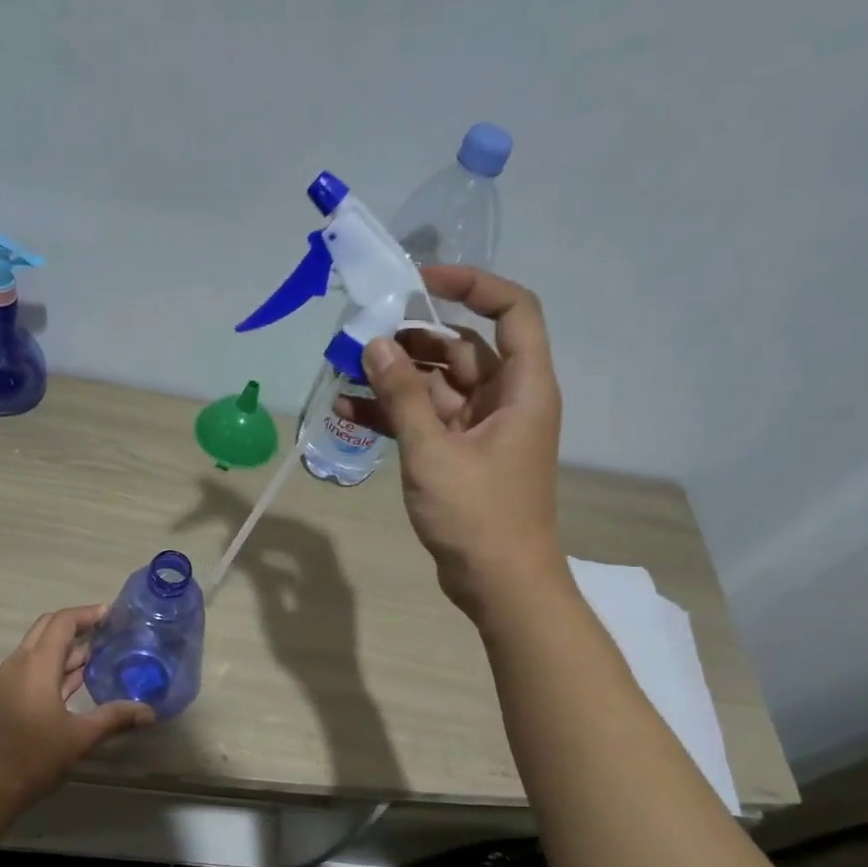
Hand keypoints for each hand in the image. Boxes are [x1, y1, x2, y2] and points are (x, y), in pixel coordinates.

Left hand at [0, 605, 153, 808]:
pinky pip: (32, 667)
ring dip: (65, 646)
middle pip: (46, 628)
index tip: (112, 614)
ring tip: (99, 653)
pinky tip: (77, 680)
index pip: (62, 622)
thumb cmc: (34, 756)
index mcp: (36, 665)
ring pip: (38, 648)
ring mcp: (9, 680)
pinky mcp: (6, 696)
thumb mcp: (80, 737)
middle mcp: (19, 664)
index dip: (87, 614)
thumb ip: (115, 718)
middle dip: (76, 624)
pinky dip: (55, 665)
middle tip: (106, 629)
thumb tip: (149, 711)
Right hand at [334, 266, 565, 621]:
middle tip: (361, 336)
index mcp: (522, 388)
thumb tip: (375, 346)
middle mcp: (506, 400)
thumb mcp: (434, 452)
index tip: (420, 281)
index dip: (471, 284)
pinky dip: (394, 416)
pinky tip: (349, 413)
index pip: (511, 310)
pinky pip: (426, 421)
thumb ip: (403, 397)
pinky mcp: (460, 456)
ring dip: (395, 379)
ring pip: (437, 386)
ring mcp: (482, 430)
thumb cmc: (478, 516)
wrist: (500, 584)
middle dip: (413, 338)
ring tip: (345, 372)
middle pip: (462, 348)